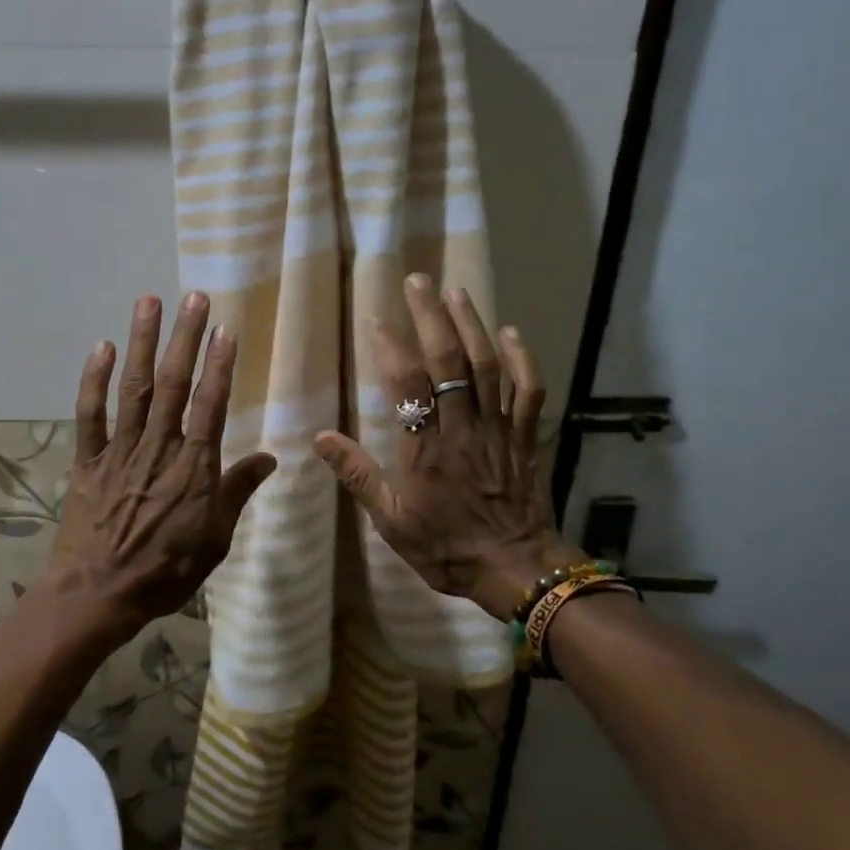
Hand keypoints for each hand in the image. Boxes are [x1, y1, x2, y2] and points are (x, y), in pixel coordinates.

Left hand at [45, 292, 276, 646]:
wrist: (97, 596)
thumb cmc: (165, 572)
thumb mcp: (215, 540)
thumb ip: (238, 492)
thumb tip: (270, 457)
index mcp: (194, 469)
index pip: (210, 406)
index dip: (219, 366)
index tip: (225, 330)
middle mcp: (158, 449)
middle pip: (172, 385)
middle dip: (184, 338)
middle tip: (193, 296)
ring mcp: (119, 451)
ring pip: (133, 389)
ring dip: (141, 343)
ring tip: (148, 301)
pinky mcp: (87, 461)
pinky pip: (89, 415)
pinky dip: (94, 380)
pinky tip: (101, 347)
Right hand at [314, 274, 580, 620]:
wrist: (515, 568)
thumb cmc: (446, 547)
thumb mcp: (392, 522)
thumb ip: (358, 476)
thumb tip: (320, 437)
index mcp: (426, 448)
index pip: (407, 385)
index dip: (392, 347)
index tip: (376, 319)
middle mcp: (463, 428)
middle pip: (449, 362)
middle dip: (432, 317)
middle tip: (418, 281)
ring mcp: (498, 429)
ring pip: (488, 366)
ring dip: (472, 324)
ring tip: (455, 291)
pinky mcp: (524, 436)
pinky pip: (529, 390)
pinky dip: (523, 358)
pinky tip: (511, 331)